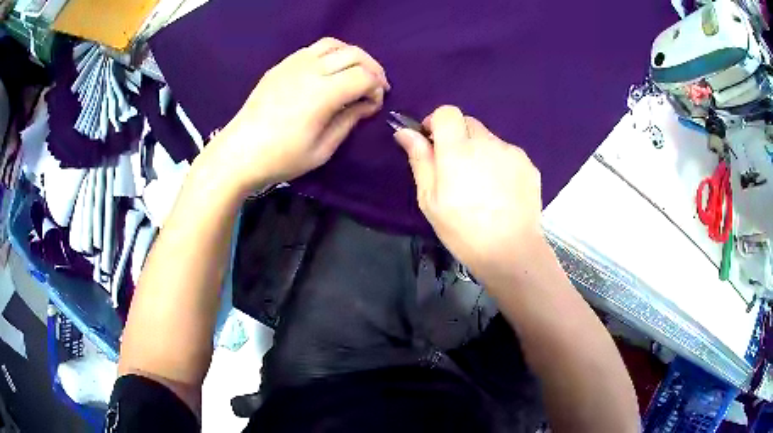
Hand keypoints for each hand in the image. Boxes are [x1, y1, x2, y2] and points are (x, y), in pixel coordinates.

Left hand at [206, 37, 389, 193]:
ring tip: (354, 73)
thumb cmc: (281, 158)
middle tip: (375, 87)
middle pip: (355, 54)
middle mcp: (311, 70)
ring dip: (352, 56)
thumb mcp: (322, 150)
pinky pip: (313, 49)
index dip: (377, 89)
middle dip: (373, 68)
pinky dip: (330, 54)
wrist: (238, 153)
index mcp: (323, 93)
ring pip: (334, 44)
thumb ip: (349, 121)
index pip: (364, 77)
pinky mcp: (281, 65)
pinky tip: (328, 72)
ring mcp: (293, 64)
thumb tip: (366, 104)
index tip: (374, 106)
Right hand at [394, 106, 543, 282]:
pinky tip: (501, 192)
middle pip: (468, 123)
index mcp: (458, 149)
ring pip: (489, 140)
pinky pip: (508, 154)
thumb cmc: (463, 229)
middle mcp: (487, 142)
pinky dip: (500, 164)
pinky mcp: (528, 165)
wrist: (511, 251)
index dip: (437, 122)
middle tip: (457, 170)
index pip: (447, 112)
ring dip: (480, 152)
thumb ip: (420, 160)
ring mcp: (511, 152)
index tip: (434, 143)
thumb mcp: (430, 199)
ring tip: (482, 186)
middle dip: (458, 138)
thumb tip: (404, 132)